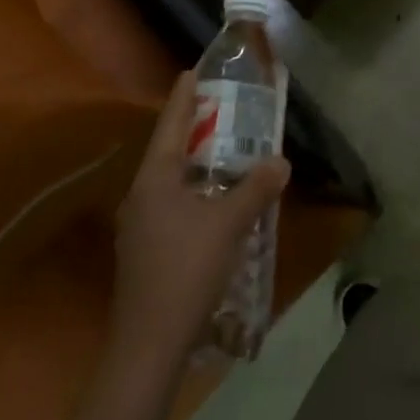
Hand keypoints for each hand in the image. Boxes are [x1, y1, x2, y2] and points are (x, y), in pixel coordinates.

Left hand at [111, 72, 289, 366]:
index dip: (184, 97)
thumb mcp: (229, 225)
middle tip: (219, 109)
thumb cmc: (186, 271)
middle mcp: (141, 196)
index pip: (171, 125)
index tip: (192, 71)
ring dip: (193, 164)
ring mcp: (138, 227)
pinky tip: (212, 203)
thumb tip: (281, 160)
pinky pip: (170, 205)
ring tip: (221, 152)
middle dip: (192, 129)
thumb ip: (256, 188)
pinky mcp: (144, 252)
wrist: (148, 348)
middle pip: (168, 150)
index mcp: (154, 179)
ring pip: (169, 181)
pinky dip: (192, 192)